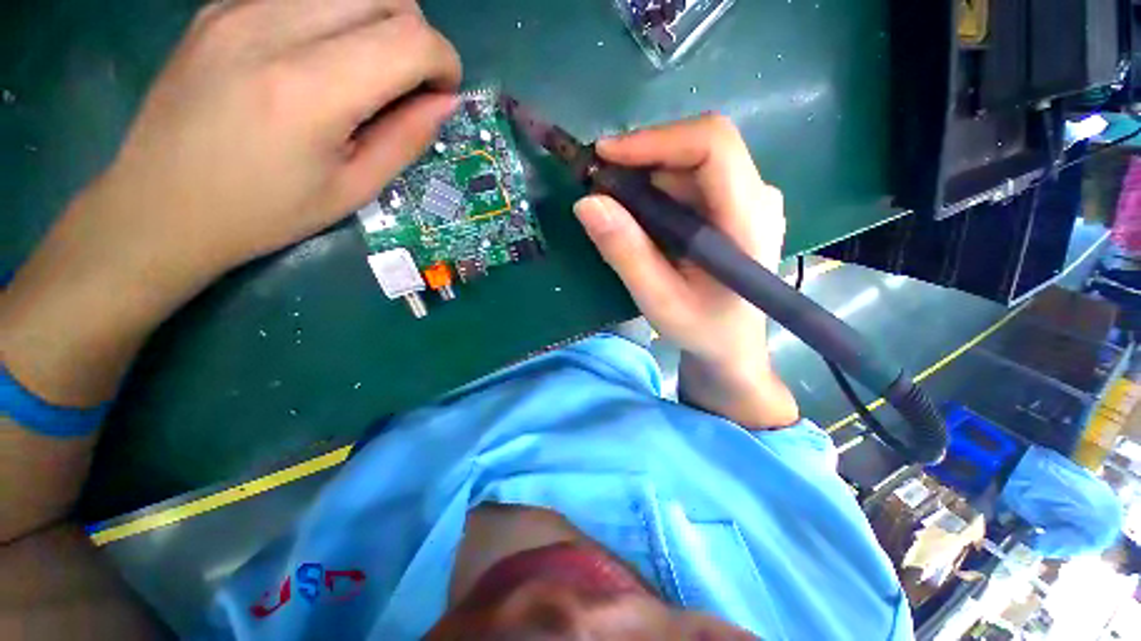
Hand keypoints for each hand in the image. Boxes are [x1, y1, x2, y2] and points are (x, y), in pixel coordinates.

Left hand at [2, 0, 460, 406]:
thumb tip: (441, 104)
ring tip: (371, 73)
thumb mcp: (353, 192)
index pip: (414, 40)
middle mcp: (277, 27)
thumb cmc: (261, 217)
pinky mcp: (222, 6)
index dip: (444, 63)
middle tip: (411, 85)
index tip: (445, 95)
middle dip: (415, 36)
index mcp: (315, 90)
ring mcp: (243, 7)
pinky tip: (323, 59)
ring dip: (378, 22)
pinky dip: (336, 16)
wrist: (150, 213)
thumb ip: (405, 139)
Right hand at [574, 115, 797, 427]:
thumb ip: (626, 253)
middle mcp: (758, 196)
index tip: (605, 155)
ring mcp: (749, 198)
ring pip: (691, 162)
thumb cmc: (701, 329)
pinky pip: (691, 179)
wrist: (731, 344)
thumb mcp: (658, 299)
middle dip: (642, 160)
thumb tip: (587, 202)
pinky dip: (656, 189)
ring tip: (615, 206)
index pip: (713, 146)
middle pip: (698, 148)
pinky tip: (639, 215)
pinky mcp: (734, 205)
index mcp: (749, 220)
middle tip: (600, 186)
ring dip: (646, 176)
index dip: (656, 140)